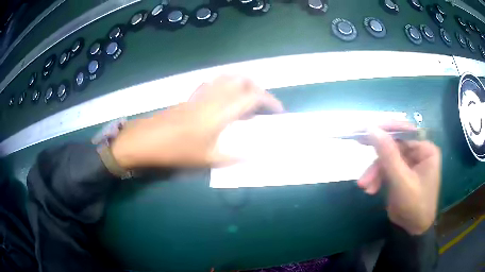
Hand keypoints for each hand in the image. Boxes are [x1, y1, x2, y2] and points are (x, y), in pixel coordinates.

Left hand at [110, 75, 283, 168]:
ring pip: (227, 77)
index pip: (253, 96)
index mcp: (221, 111)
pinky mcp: (192, 96)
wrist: (147, 140)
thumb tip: (256, 156)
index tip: (279, 112)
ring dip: (242, 84)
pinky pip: (213, 83)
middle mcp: (214, 97)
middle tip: (264, 105)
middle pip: (242, 80)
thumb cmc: (177, 150)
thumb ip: (235, 157)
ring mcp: (201, 94)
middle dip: (258, 89)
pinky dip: (225, 85)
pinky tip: (224, 98)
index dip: (270, 102)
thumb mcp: (208, 159)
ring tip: (248, 100)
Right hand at [357, 122, 441, 234]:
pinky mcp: (401, 173)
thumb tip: (372, 128)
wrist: (414, 230)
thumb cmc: (415, 205)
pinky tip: (370, 189)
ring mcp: (409, 163)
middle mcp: (418, 152)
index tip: (365, 129)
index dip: (386, 129)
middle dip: (378, 156)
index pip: (405, 131)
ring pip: (388, 159)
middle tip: (358, 144)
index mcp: (425, 149)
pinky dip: (377, 179)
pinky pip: (387, 170)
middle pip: (394, 145)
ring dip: (375, 172)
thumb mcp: (401, 181)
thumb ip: (388, 155)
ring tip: (364, 186)